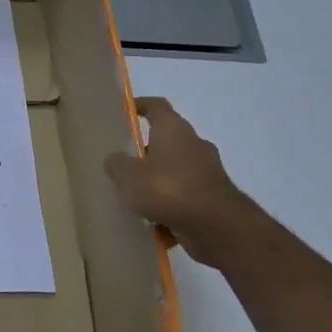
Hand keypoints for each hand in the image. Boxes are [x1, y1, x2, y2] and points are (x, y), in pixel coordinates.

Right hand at [103, 97, 261, 264]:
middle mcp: (194, 144)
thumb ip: (117, 165)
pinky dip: (172, 206)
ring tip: (137, 198)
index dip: (140, 105)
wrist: (216, 226)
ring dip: (159, 181)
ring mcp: (207, 171)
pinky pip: (185, 196)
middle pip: (167, 140)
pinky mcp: (214, 197)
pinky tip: (155, 224)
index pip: (157, 106)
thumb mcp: (128, 177)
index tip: (126, 110)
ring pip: (176, 170)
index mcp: (174, 130)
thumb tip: (115, 159)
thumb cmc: (168, 189)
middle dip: (147, 151)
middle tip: (125, 163)